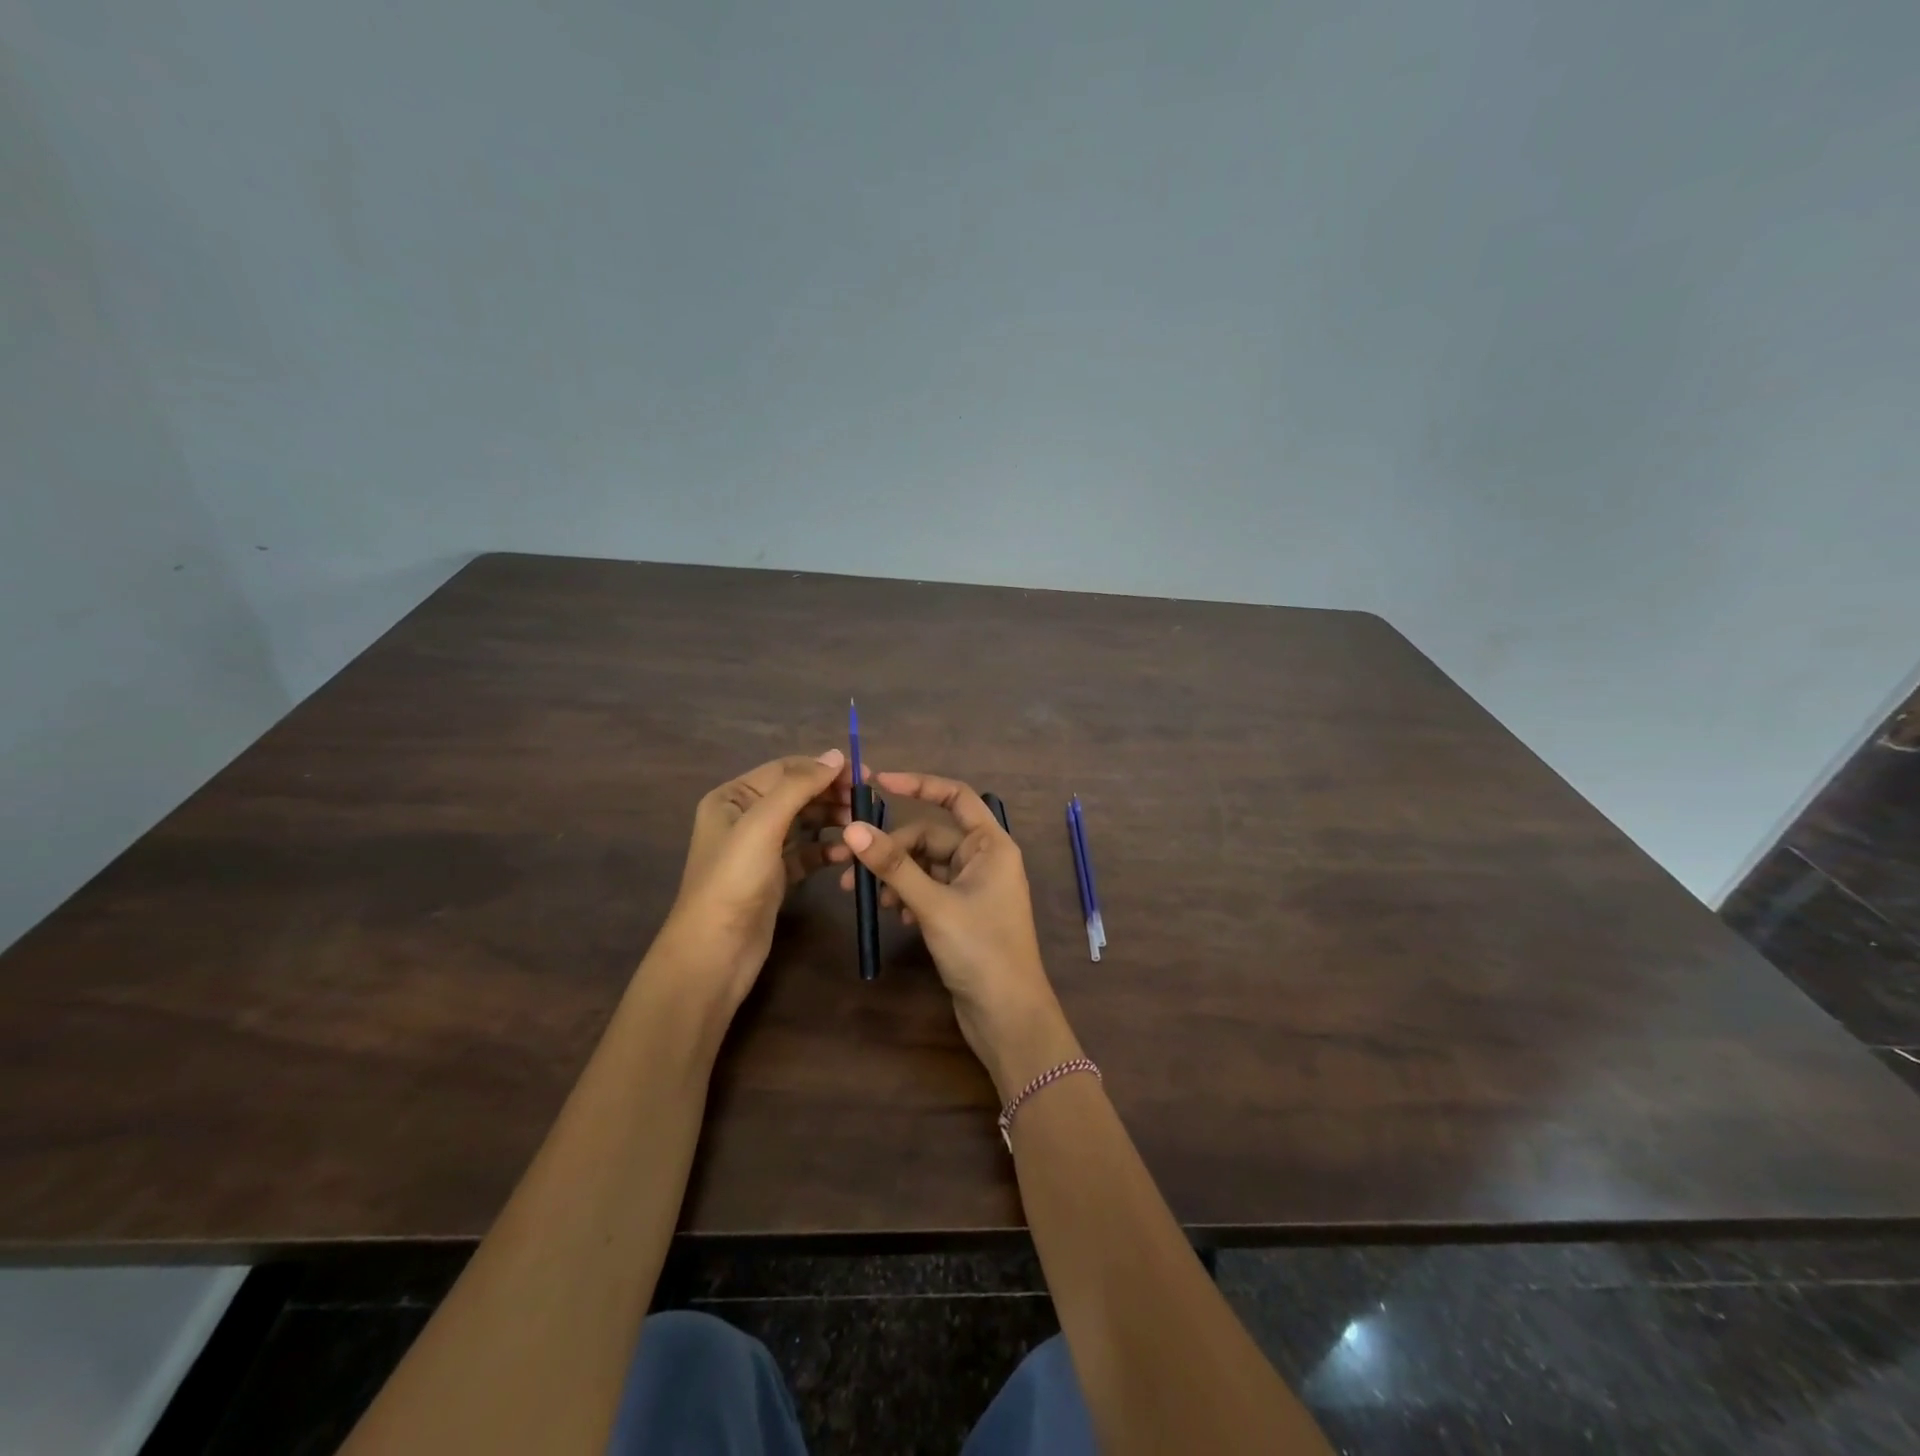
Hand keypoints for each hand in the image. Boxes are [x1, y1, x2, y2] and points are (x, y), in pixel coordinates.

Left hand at [652, 750, 849, 1014]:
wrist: (715, 952)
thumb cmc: (734, 880)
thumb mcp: (763, 824)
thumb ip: (799, 786)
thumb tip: (836, 755)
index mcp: (732, 797)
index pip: (786, 770)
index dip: (824, 768)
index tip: (864, 775)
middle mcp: (744, 818)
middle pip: (797, 795)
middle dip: (831, 795)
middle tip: (867, 803)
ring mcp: (759, 850)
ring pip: (805, 824)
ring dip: (833, 821)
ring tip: (860, 827)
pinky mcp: (774, 878)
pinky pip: (806, 854)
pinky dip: (826, 851)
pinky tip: (846, 855)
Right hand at [833, 771, 1079, 1098]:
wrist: (1007, 1015)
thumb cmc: (980, 950)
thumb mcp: (933, 904)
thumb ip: (893, 866)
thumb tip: (852, 828)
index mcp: (991, 845)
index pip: (956, 796)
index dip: (919, 785)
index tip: (878, 783)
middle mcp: (985, 859)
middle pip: (931, 836)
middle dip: (893, 850)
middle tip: (851, 869)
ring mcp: (975, 887)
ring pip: (926, 866)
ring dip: (897, 877)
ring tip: (871, 900)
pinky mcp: (963, 913)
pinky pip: (929, 890)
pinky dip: (908, 897)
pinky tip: (895, 917)